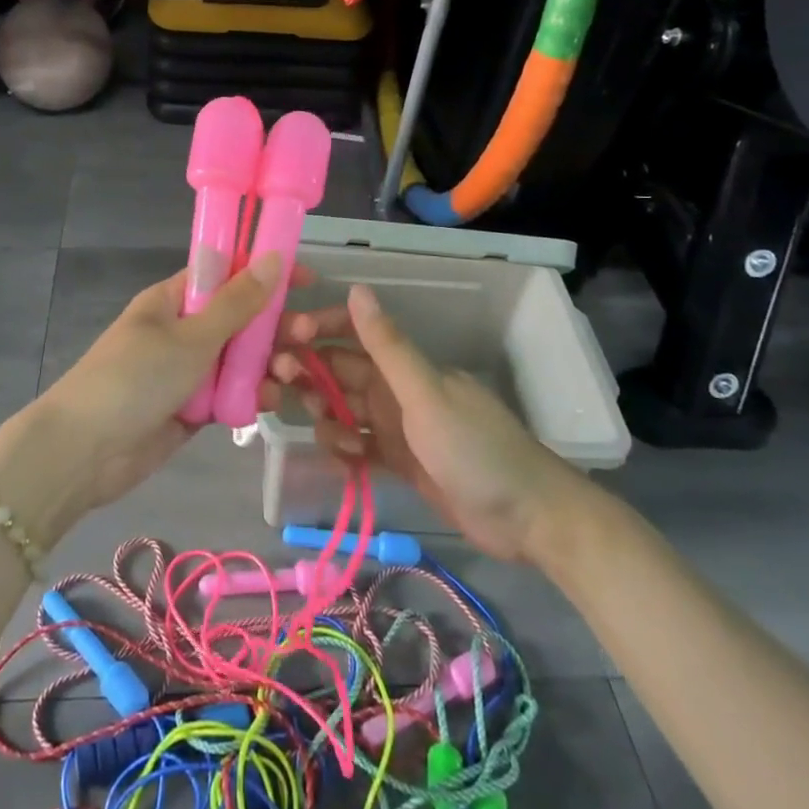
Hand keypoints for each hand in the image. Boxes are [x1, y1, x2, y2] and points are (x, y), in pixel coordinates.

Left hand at [35, 254, 295, 516]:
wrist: (85, 452)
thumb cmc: (135, 378)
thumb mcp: (190, 336)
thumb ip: (237, 303)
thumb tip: (272, 257)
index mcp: (174, 300)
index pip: (226, 274)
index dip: (264, 272)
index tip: (306, 279)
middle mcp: (182, 330)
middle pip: (240, 319)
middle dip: (274, 325)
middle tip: (307, 335)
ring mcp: (187, 370)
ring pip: (240, 359)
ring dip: (267, 363)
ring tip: (288, 374)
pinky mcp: (192, 408)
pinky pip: (231, 394)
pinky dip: (251, 396)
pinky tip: (269, 402)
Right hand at [268, 284, 588, 560]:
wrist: (526, 518)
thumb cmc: (475, 449)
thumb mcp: (426, 395)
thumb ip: (388, 346)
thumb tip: (356, 290)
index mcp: (404, 366)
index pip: (351, 334)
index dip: (317, 331)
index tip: (284, 341)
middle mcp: (396, 390)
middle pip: (339, 373)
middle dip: (310, 377)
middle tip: (282, 391)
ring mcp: (397, 427)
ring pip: (344, 411)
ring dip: (328, 420)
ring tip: (341, 443)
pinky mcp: (399, 462)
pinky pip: (358, 447)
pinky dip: (346, 452)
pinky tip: (348, 465)